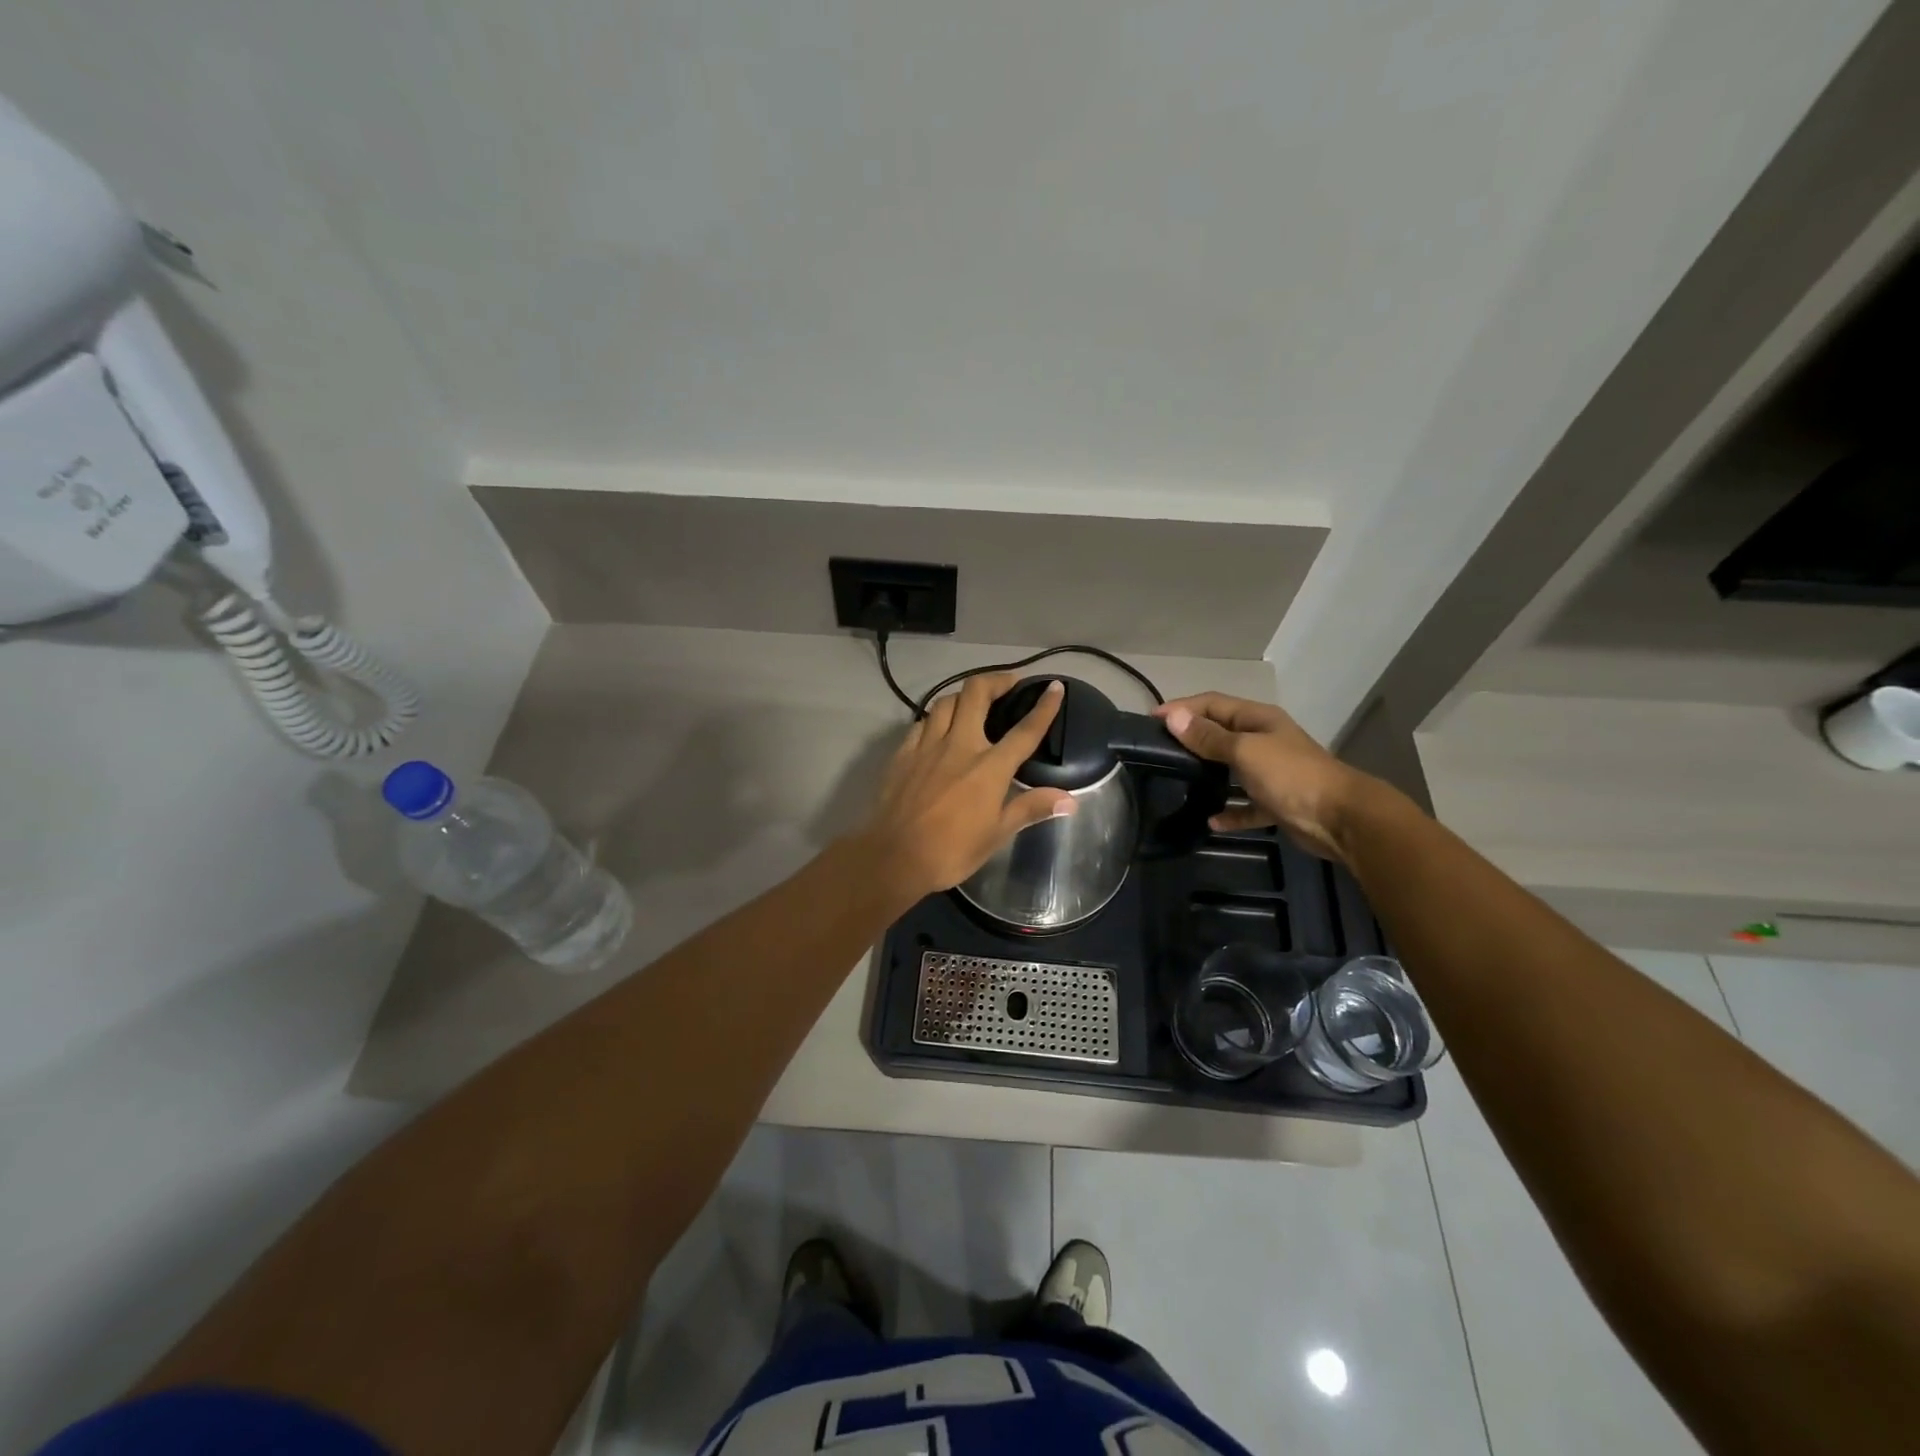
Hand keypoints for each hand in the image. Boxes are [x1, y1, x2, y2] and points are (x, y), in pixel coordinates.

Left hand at [858, 674, 1075, 903]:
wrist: (894, 857)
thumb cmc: (951, 851)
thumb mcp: (997, 834)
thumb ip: (1031, 808)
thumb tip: (1070, 800)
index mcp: (989, 767)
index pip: (1024, 730)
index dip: (1044, 707)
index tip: (1054, 687)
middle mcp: (959, 746)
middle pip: (976, 694)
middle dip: (996, 680)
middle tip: (1008, 684)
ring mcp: (927, 746)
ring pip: (946, 702)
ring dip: (964, 696)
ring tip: (974, 703)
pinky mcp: (903, 753)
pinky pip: (921, 723)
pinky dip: (935, 719)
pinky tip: (938, 729)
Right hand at [1154, 692, 1372, 861]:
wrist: (1340, 818)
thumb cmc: (1290, 775)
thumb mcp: (1244, 750)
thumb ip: (1208, 737)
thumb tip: (1172, 717)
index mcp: (1257, 720)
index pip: (1212, 703)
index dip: (1181, 708)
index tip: (1151, 720)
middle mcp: (1263, 740)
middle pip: (1220, 734)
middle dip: (1191, 739)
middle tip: (1158, 750)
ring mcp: (1270, 772)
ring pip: (1230, 769)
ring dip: (1207, 775)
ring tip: (1176, 781)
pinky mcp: (1275, 803)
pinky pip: (1245, 805)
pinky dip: (1229, 810)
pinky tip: (1210, 820)